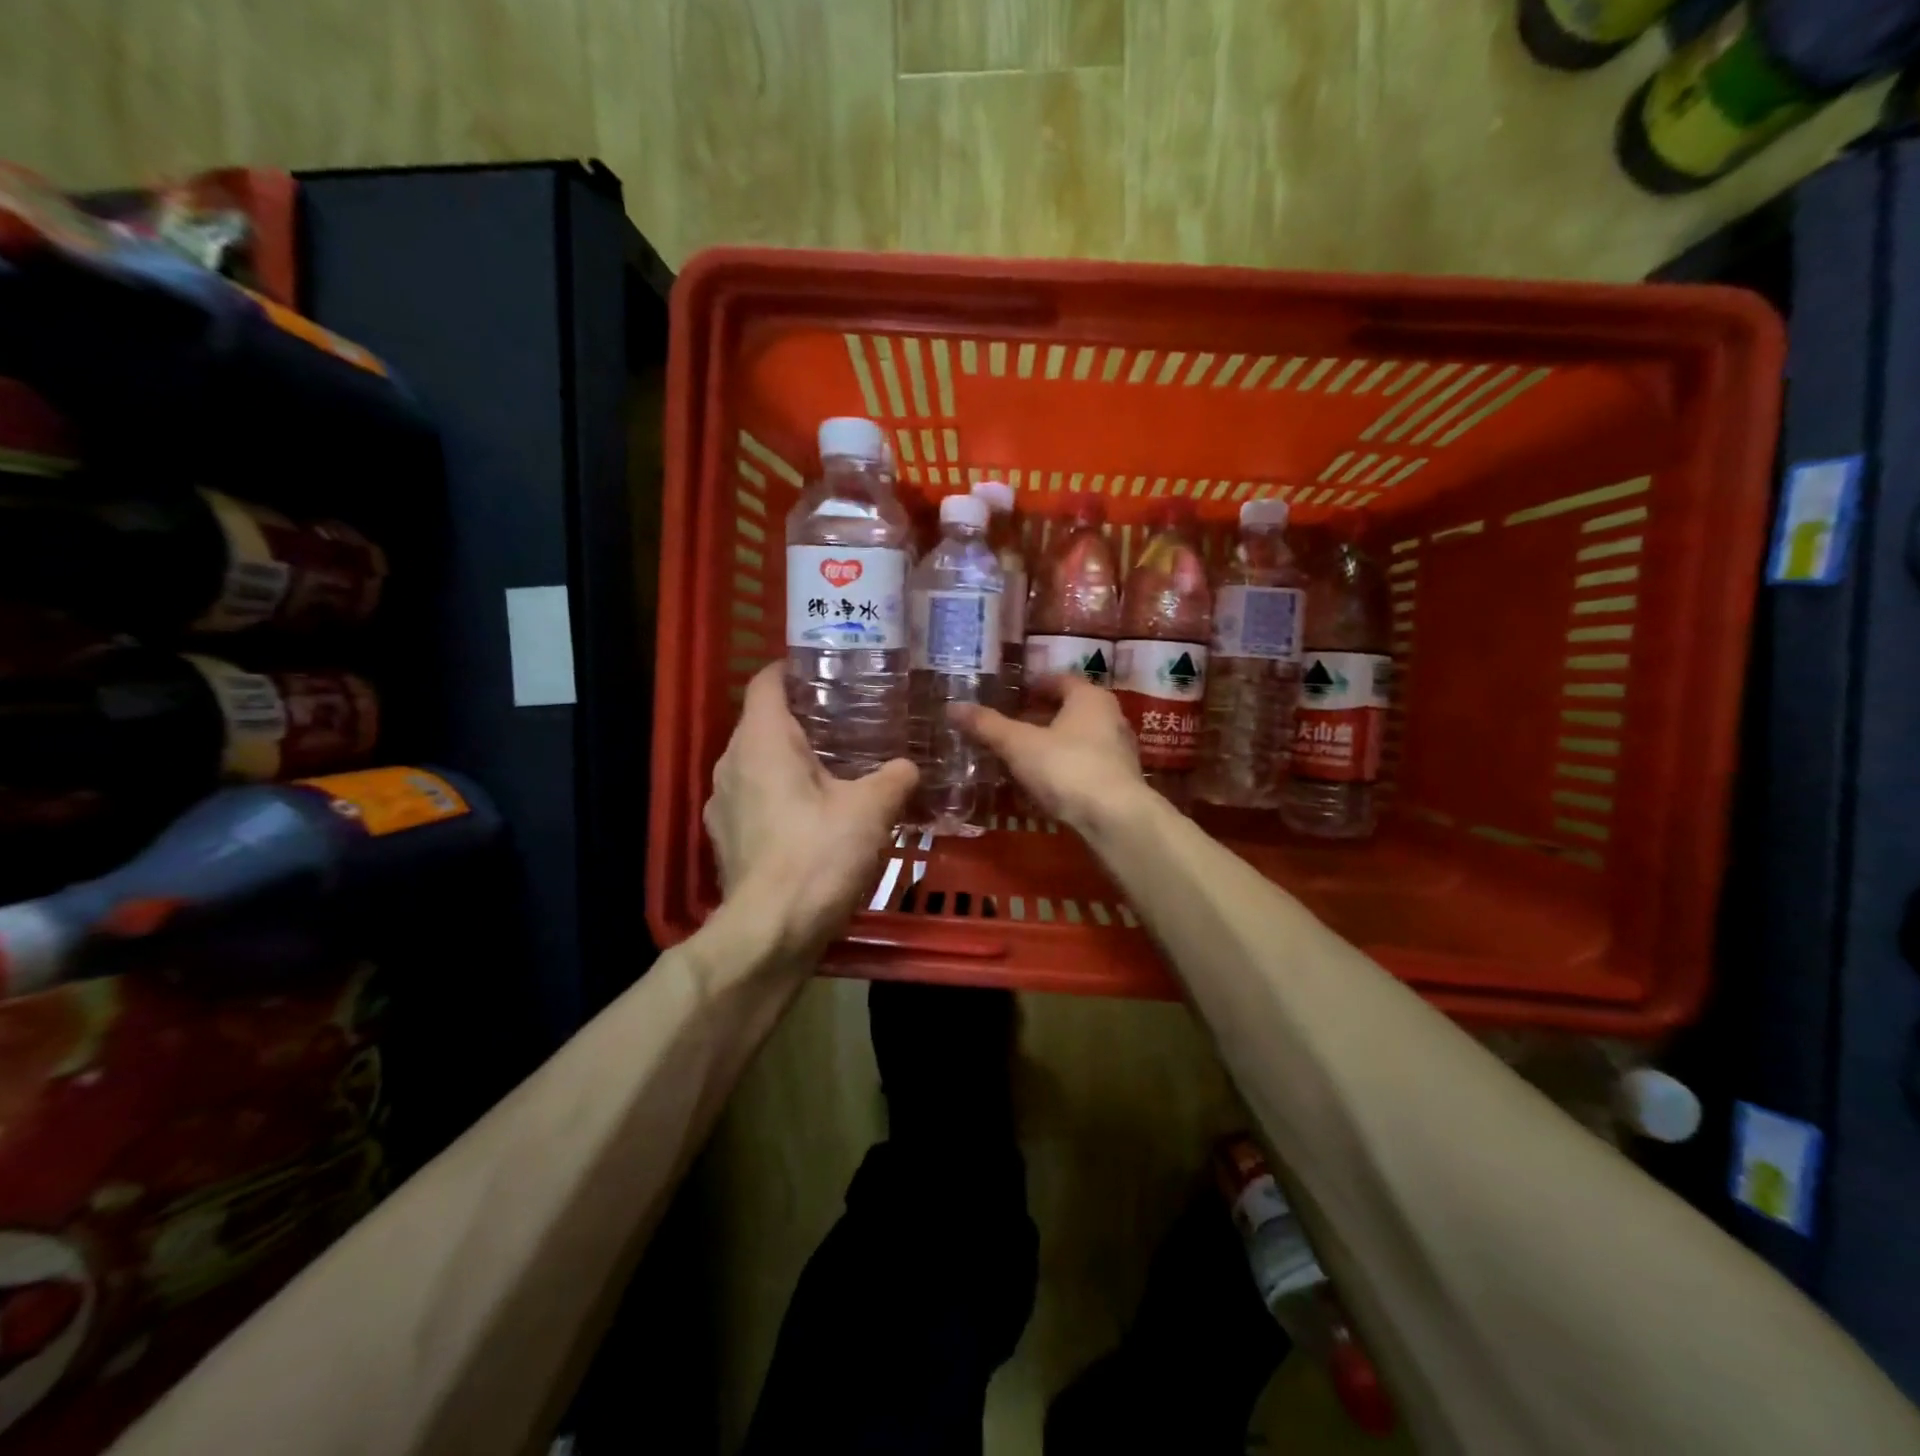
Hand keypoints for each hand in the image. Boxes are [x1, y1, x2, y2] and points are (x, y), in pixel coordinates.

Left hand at [704, 664, 918, 965]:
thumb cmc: (817, 856)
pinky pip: (753, 796)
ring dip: (790, 758)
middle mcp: (731, 762)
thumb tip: (909, 767)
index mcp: (761, 740)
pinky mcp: (726, 836)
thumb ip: (894, 778)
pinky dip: (780, 792)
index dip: (794, 668)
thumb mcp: (870, 811)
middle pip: (763, 720)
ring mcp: (722, 801)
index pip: (767, 681)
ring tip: (835, 764)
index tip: (829, 669)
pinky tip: (812, 813)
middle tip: (849, 718)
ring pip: (757, 761)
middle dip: (803, 715)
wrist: (769, 932)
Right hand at [948, 676, 1147, 832]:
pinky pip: (1085, 767)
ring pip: (1079, 740)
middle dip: (1042, 716)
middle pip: (1071, 710)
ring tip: (1022, 756)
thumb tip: (952, 707)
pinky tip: (1043, 785)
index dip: (1036, 684)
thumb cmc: (1067, 767)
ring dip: (1053, 745)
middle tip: (1012, 724)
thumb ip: (988, 726)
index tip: (1014, 693)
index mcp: (1090, 698)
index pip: (1061, 680)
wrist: (1115, 819)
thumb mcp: (1019, 745)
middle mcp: (1111, 718)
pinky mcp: (1119, 783)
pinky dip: (1064, 769)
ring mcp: (1119, 752)